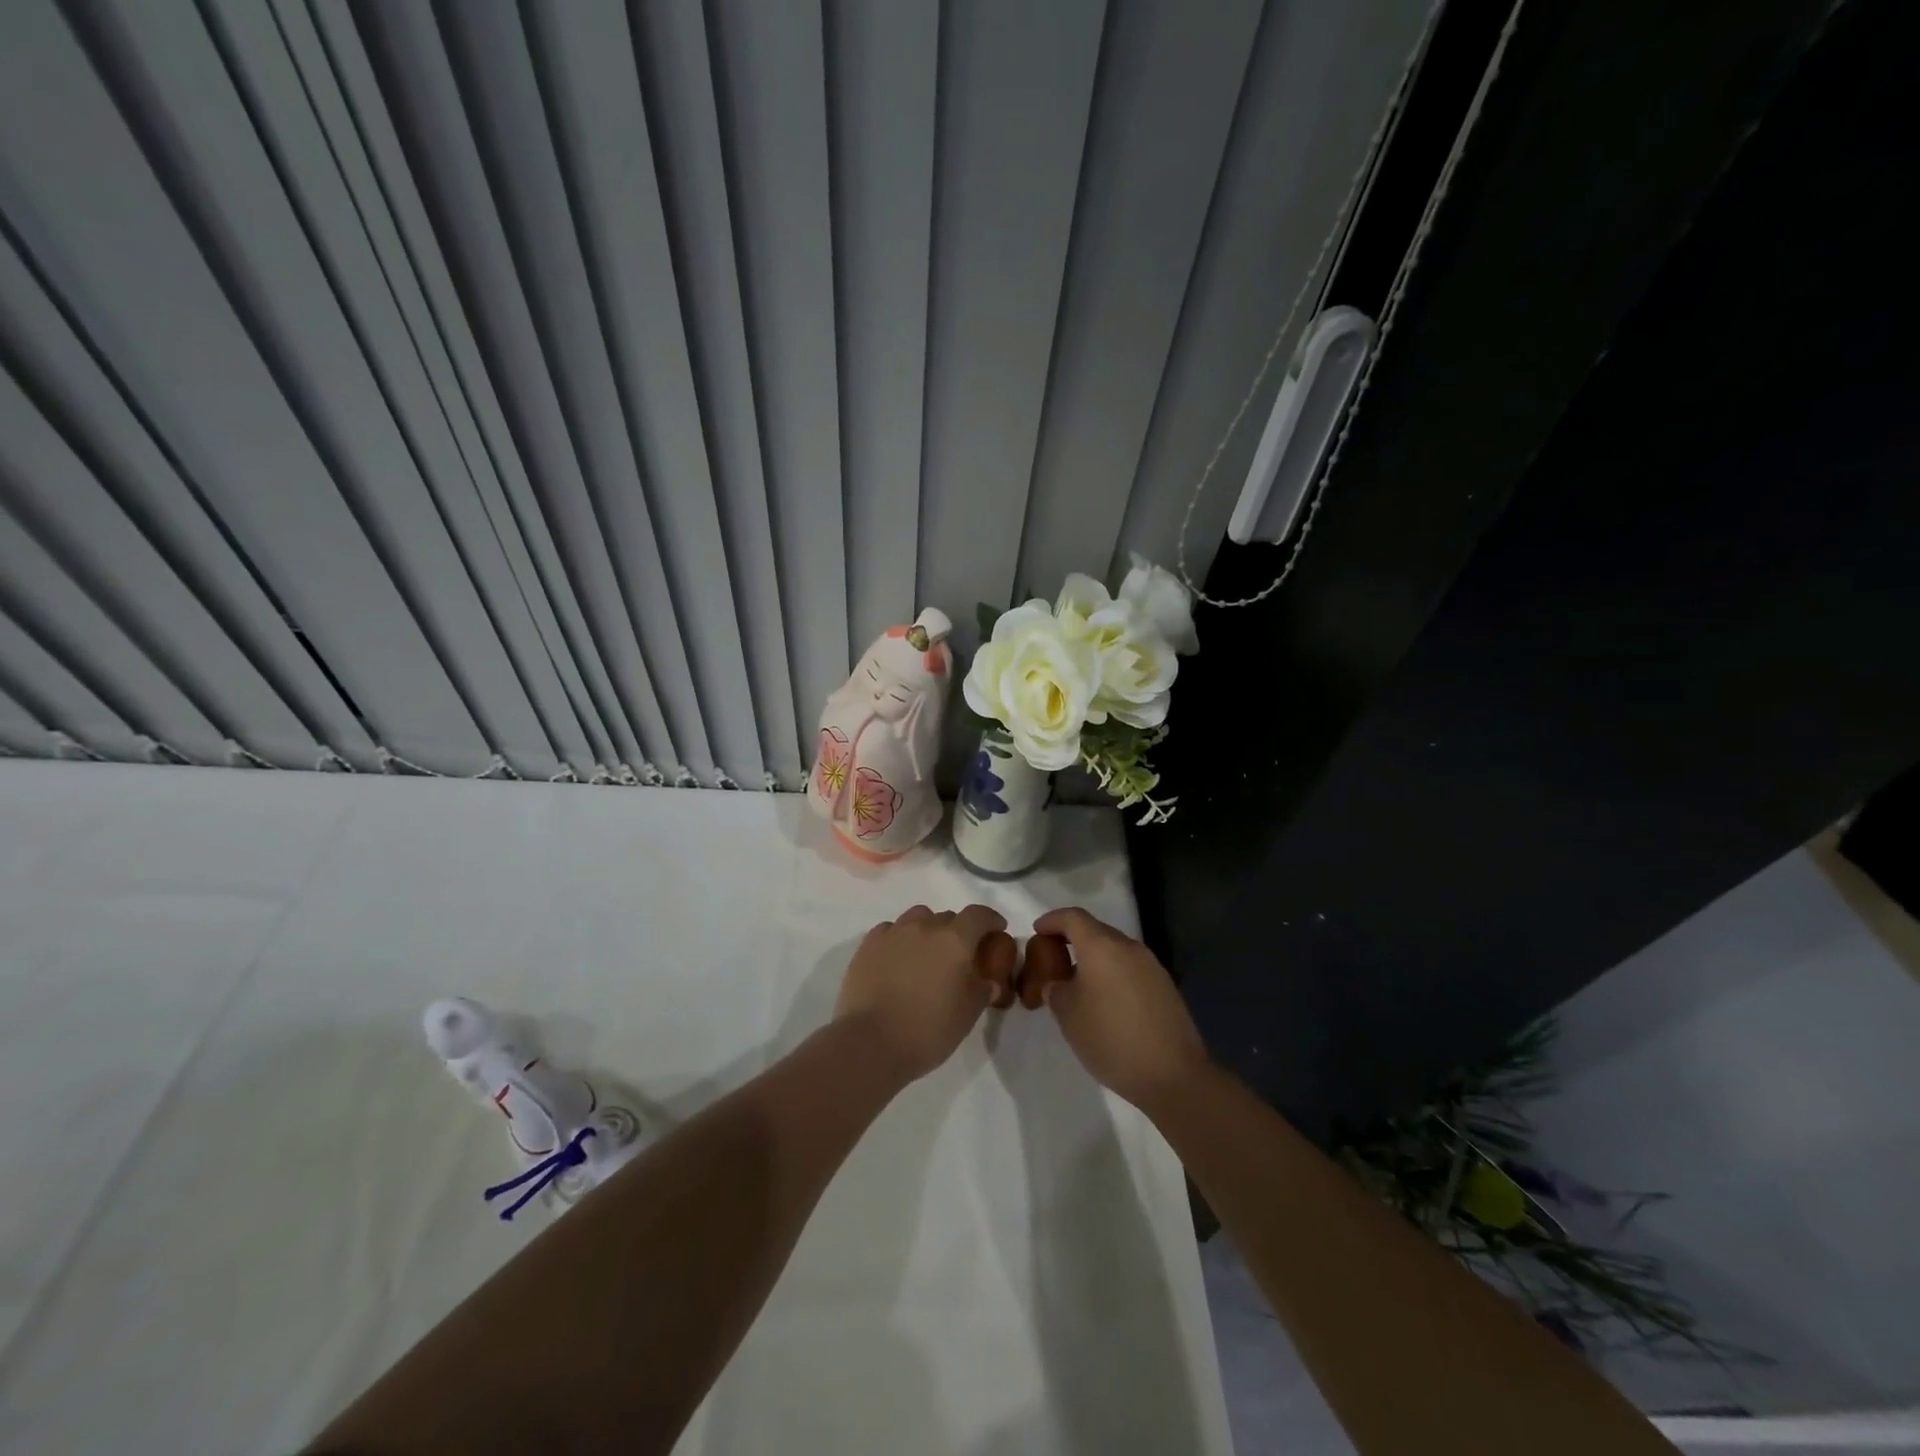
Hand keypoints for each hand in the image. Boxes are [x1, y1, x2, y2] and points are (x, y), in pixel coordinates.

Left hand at [835, 904, 1006, 1082]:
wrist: (870, 1043)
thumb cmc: (927, 1031)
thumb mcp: (966, 1016)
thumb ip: (981, 992)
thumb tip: (988, 981)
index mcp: (954, 941)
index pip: (978, 915)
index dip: (990, 919)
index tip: (996, 929)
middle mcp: (924, 927)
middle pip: (947, 917)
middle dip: (958, 931)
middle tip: (958, 955)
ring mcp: (893, 933)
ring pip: (917, 917)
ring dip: (928, 929)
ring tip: (926, 953)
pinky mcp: (868, 945)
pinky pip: (891, 929)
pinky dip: (900, 937)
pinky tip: (898, 957)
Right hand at [1032, 907, 1209, 1113]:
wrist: (1172, 1075)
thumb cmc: (1111, 1039)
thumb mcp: (1068, 1015)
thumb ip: (1056, 989)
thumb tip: (1058, 982)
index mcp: (1102, 946)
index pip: (1073, 917)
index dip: (1052, 920)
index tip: (1037, 930)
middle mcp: (1129, 947)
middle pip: (1096, 930)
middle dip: (1072, 938)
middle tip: (1054, 958)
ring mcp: (1151, 966)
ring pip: (1115, 949)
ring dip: (1094, 958)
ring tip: (1077, 982)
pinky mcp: (1165, 986)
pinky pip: (1130, 968)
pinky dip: (1112, 973)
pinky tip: (1105, 999)